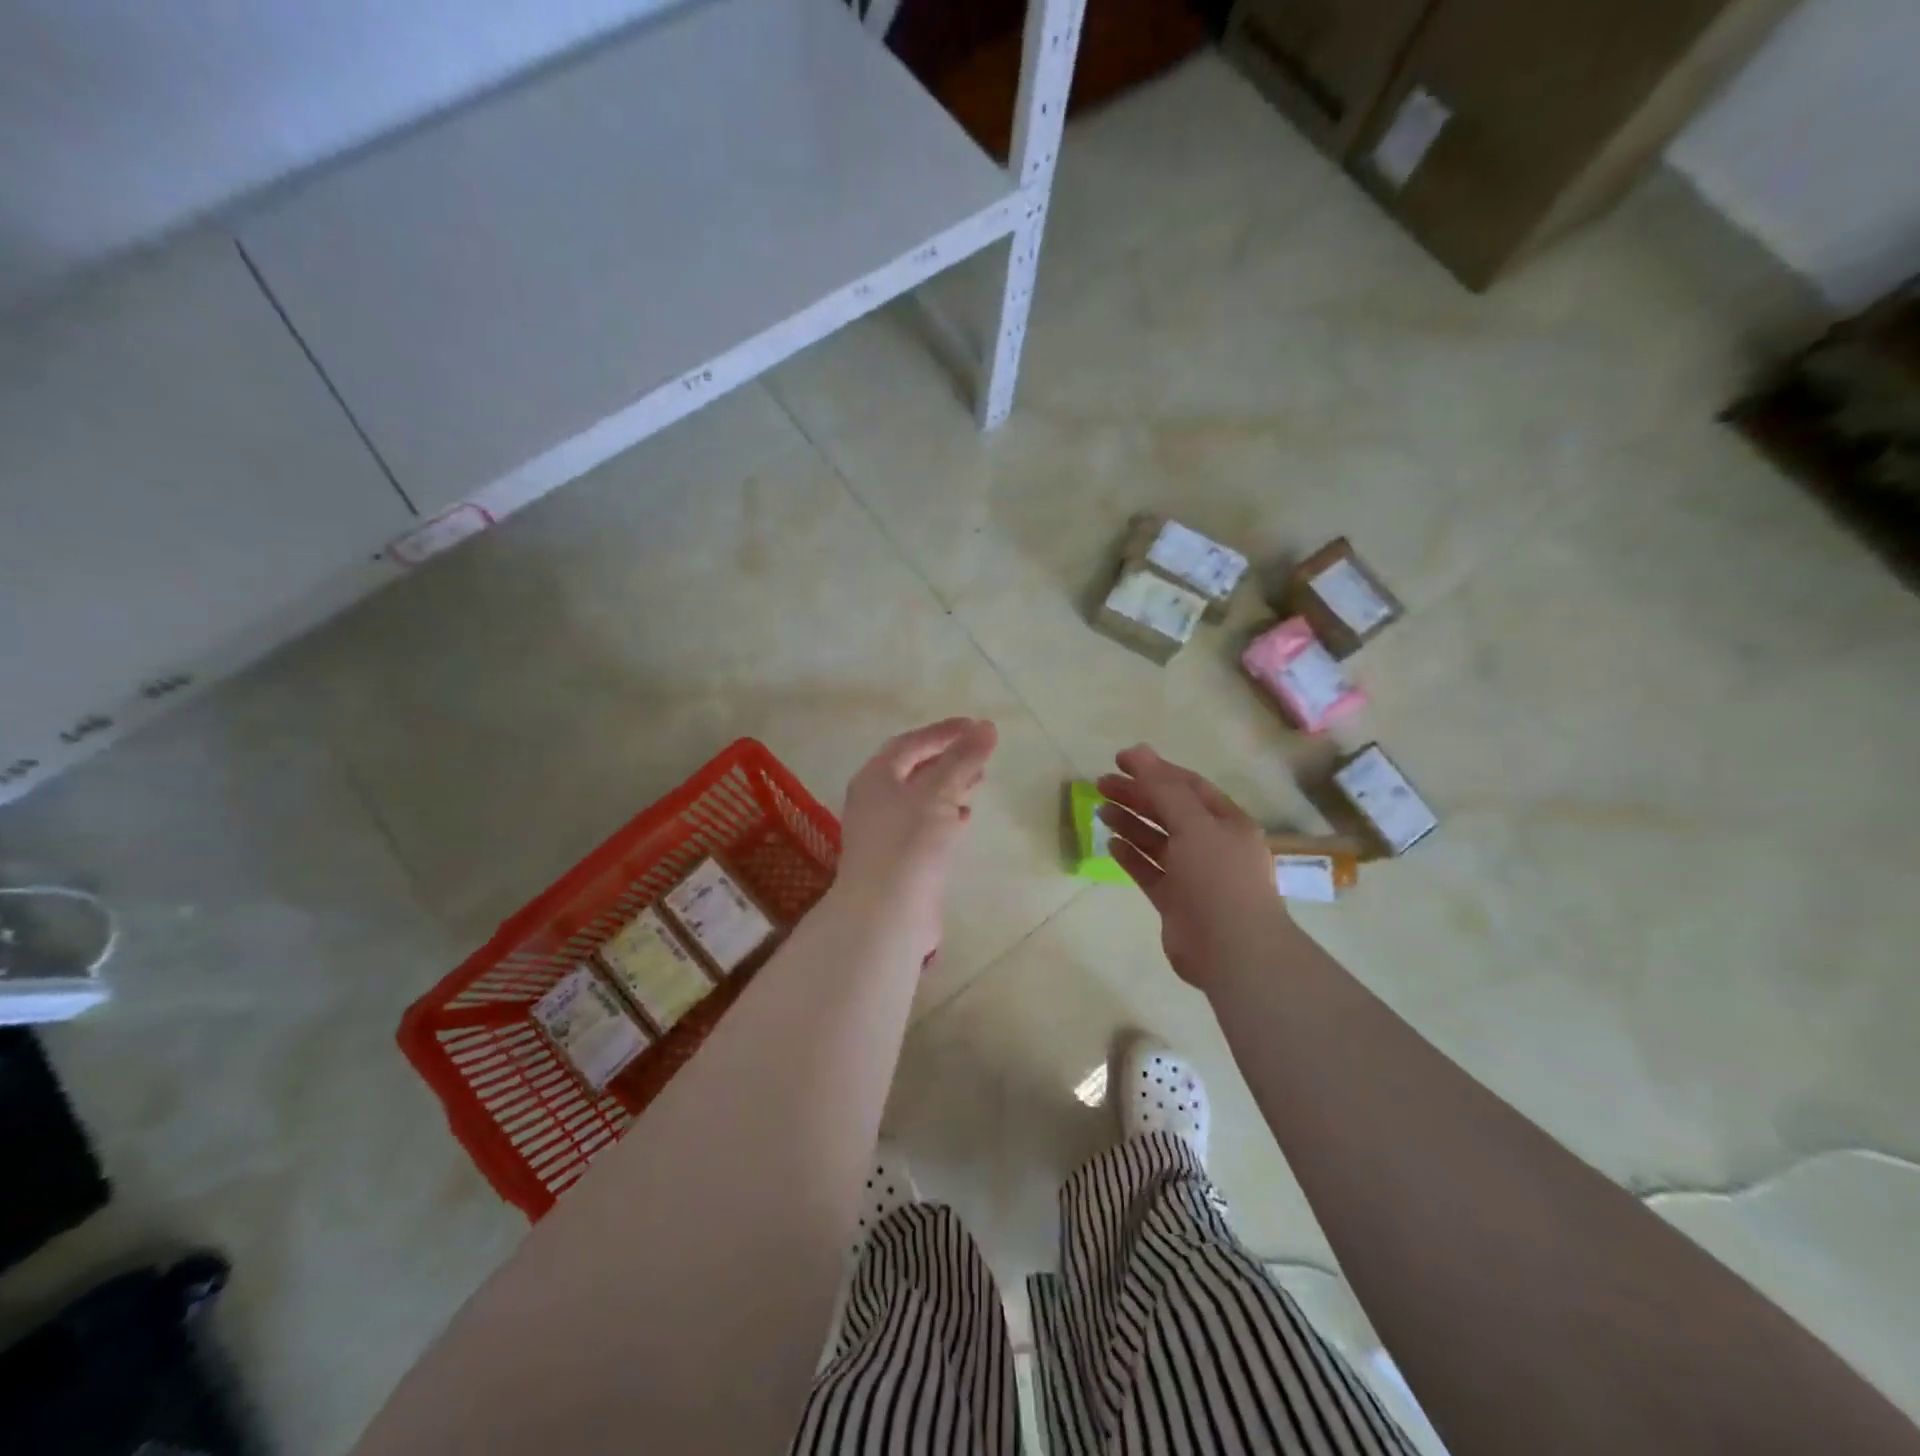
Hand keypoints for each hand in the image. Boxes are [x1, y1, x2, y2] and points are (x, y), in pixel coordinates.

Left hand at [834, 718, 998, 958]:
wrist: (886, 913)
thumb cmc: (908, 843)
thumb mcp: (938, 792)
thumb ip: (963, 759)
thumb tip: (987, 727)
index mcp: (876, 777)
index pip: (911, 744)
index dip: (944, 732)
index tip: (977, 726)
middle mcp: (875, 800)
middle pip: (915, 769)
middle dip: (949, 758)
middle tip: (981, 753)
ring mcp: (886, 831)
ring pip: (921, 798)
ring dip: (950, 785)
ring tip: (979, 780)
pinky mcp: (899, 857)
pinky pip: (925, 825)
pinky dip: (946, 814)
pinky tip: (965, 817)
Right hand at [1097, 745, 1288, 991]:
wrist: (1233, 950)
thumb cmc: (1218, 878)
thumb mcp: (1194, 824)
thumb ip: (1163, 789)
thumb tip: (1139, 752)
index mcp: (1226, 822)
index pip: (1188, 786)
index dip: (1155, 770)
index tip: (1120, 760)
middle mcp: (1211, 845)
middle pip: (1169, 811)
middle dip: (1137, 795)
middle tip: (1101, 784)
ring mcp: (1193, 875)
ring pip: (1156, 841)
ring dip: (1130, 823)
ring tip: (1100, 809)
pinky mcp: (1175, 901)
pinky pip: (1149, 871)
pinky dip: (1131, 856)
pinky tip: (1110, 843)